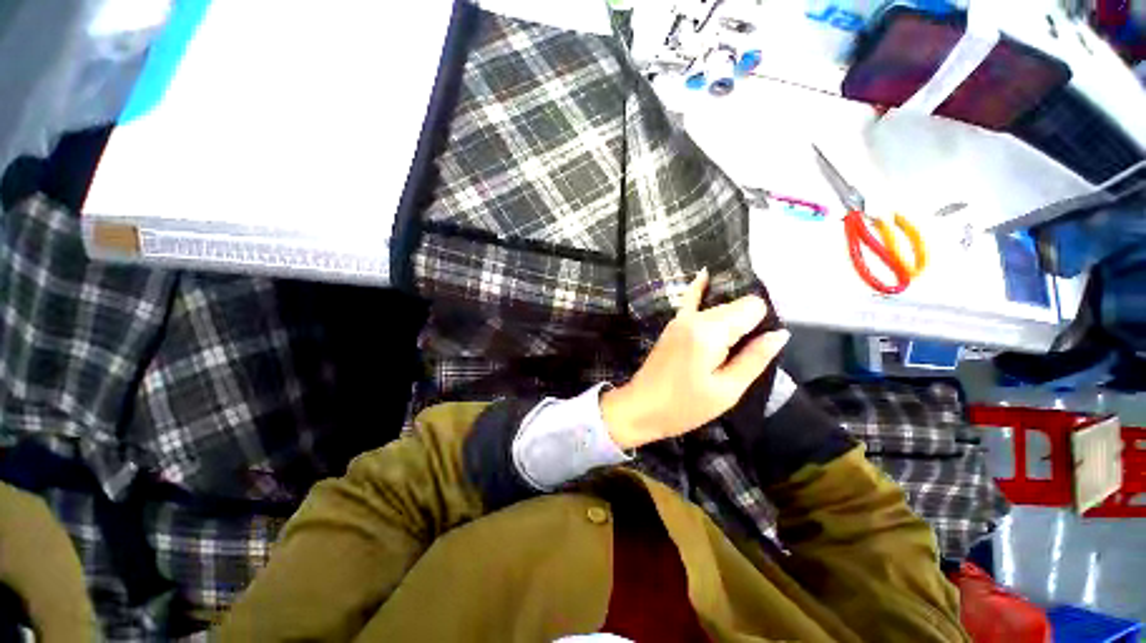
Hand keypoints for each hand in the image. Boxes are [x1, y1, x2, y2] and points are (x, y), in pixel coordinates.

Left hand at [601, 269, 789, 449]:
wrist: (641, 407)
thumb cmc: (684, 406)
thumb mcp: (726, 391)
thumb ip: (754, 359)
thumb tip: (780, 333)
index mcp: (709, 332)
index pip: (752, 306)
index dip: (763, 322)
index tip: (762, 345)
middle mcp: (694, 317)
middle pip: (735, 304)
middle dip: (749, 321)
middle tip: (750, 350)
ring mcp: (680, 318)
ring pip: (719, 305)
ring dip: (732, 316)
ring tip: (739, 339)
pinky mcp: (672, 324)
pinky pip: (689, 299)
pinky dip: (700, 289)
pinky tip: (706, 275)